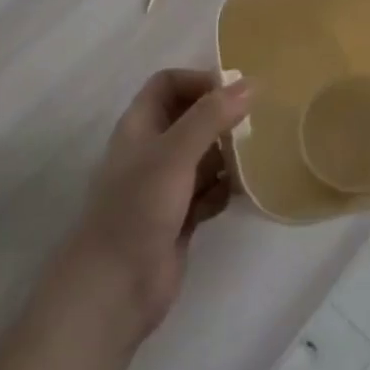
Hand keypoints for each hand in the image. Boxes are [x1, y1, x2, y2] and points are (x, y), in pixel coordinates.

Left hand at [61, 69, 249, 340]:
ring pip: (203, 155)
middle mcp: (151, 150)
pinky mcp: (179, 217)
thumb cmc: (139, 208)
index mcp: (140, 126)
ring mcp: (165, 185)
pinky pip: (208, 190)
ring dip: (227, 156)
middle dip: (220, 119)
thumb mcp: (175, 154)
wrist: (115, 288)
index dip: (199, 81)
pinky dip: (223, 190)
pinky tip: (237, 195)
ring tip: (252, 160)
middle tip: (254, 125)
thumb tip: (251, 83)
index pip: (168, 84)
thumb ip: (211, 117)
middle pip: (190, 118)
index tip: (235, 92)